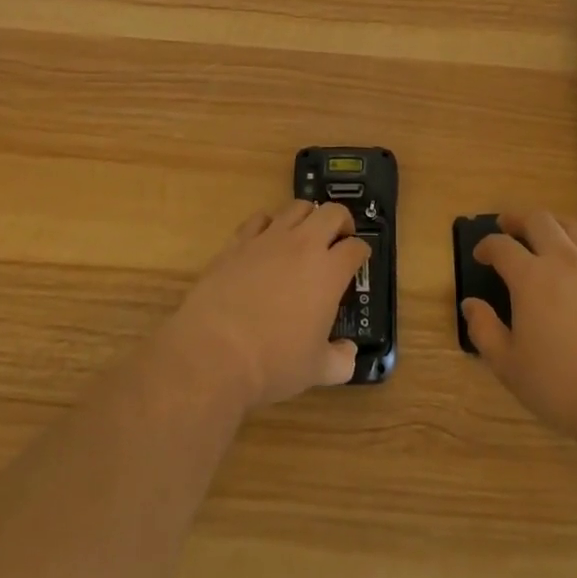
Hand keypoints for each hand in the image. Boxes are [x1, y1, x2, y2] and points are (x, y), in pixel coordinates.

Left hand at [161, 201, 369, 413]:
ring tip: (305, 235)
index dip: (361, 252)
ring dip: (308, 216)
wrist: (215, 352)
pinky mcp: (238, 242)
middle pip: (332, 212)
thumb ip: (341, 360)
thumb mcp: (316, 370)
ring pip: (297, 207)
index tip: (359, 260)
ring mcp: (269, 239)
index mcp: (329, 272)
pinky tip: (267, 240)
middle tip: (339, 239)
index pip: (356, 247)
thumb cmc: (273, 362)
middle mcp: (303, 245)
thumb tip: (349, 354)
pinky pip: (259, 218)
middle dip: (342, 221)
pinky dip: (269, 224)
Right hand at [461, 209, 576, 446]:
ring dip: (552, 224)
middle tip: (508, 225)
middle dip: (518, 218)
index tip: (480, 254)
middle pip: (538, 220)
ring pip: (572, 227)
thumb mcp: (510, 366)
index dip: (486, 246)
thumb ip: (484, 331)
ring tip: (545, 233)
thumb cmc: (563, 386)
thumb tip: (470, 304)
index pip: (501, 246)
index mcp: (531, 277)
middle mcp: (563, 260)